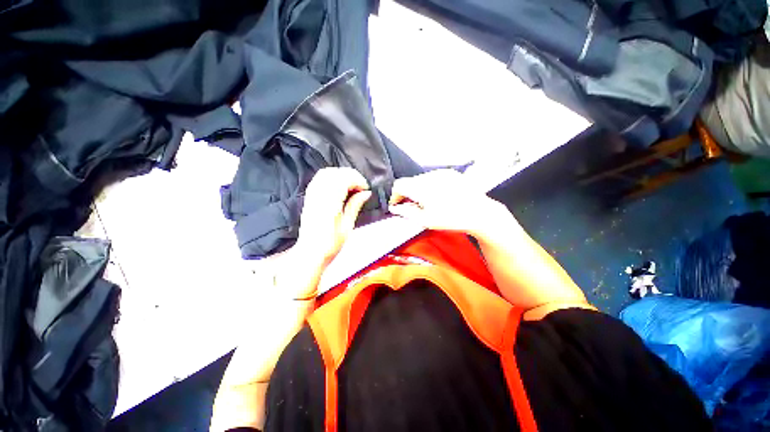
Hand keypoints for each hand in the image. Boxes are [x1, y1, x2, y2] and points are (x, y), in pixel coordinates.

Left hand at [296, 167, 371, 267]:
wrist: (310, 253)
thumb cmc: (330, 244)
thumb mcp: (347, 226)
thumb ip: (355, 206)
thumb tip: (366, 193)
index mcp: (329, 204)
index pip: (343, 180)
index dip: (357, 180)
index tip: (366, 188)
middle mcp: (318, 196)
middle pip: (335, 173)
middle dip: (351, 175)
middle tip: (361, 186)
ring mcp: (311, 195)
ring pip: (326, 172)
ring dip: (341, 174)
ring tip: (351, 185)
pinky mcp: (309, 197)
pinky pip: (319, 178)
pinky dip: (331, 176)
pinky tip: (339, 185)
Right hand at [388, 169, 507, 236]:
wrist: (479, 212)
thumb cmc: (452, 219)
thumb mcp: (426, 220)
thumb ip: (406, 212)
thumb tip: (394, 208)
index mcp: (422, 187)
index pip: (399, 185)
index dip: (395, 195)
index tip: (397, 205)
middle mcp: (430, 176)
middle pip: (409, 181)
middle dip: (407, 193)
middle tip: (411, 206)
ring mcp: (441, 173)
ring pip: (420, 179)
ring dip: (418, 189)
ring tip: (426, 202)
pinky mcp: (450, 173)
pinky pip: (432, 177)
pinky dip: (429, 185)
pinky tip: (436, 196)